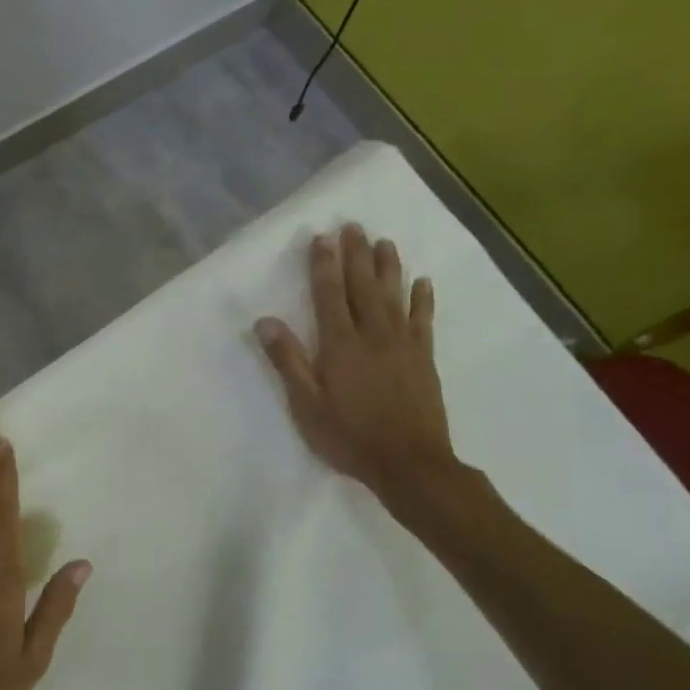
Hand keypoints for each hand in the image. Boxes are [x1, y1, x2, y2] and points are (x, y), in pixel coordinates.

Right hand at [256, 227, 461, 521]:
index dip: (324, 265)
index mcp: (341, 345)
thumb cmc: (349, 437)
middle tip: (353, 226)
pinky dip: (423, 299)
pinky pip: (423, 320)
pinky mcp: (423, 358)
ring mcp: (402, 345)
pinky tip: (422, 281)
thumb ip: (288, 361)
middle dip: (356, 255)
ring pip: (394, 296)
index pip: (330, 295)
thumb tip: (265, 321)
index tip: (322, 238)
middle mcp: (373, 335)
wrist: (410, 464)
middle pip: (363, 286)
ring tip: (384, 241)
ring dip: (388, 267)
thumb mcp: (306, 405)